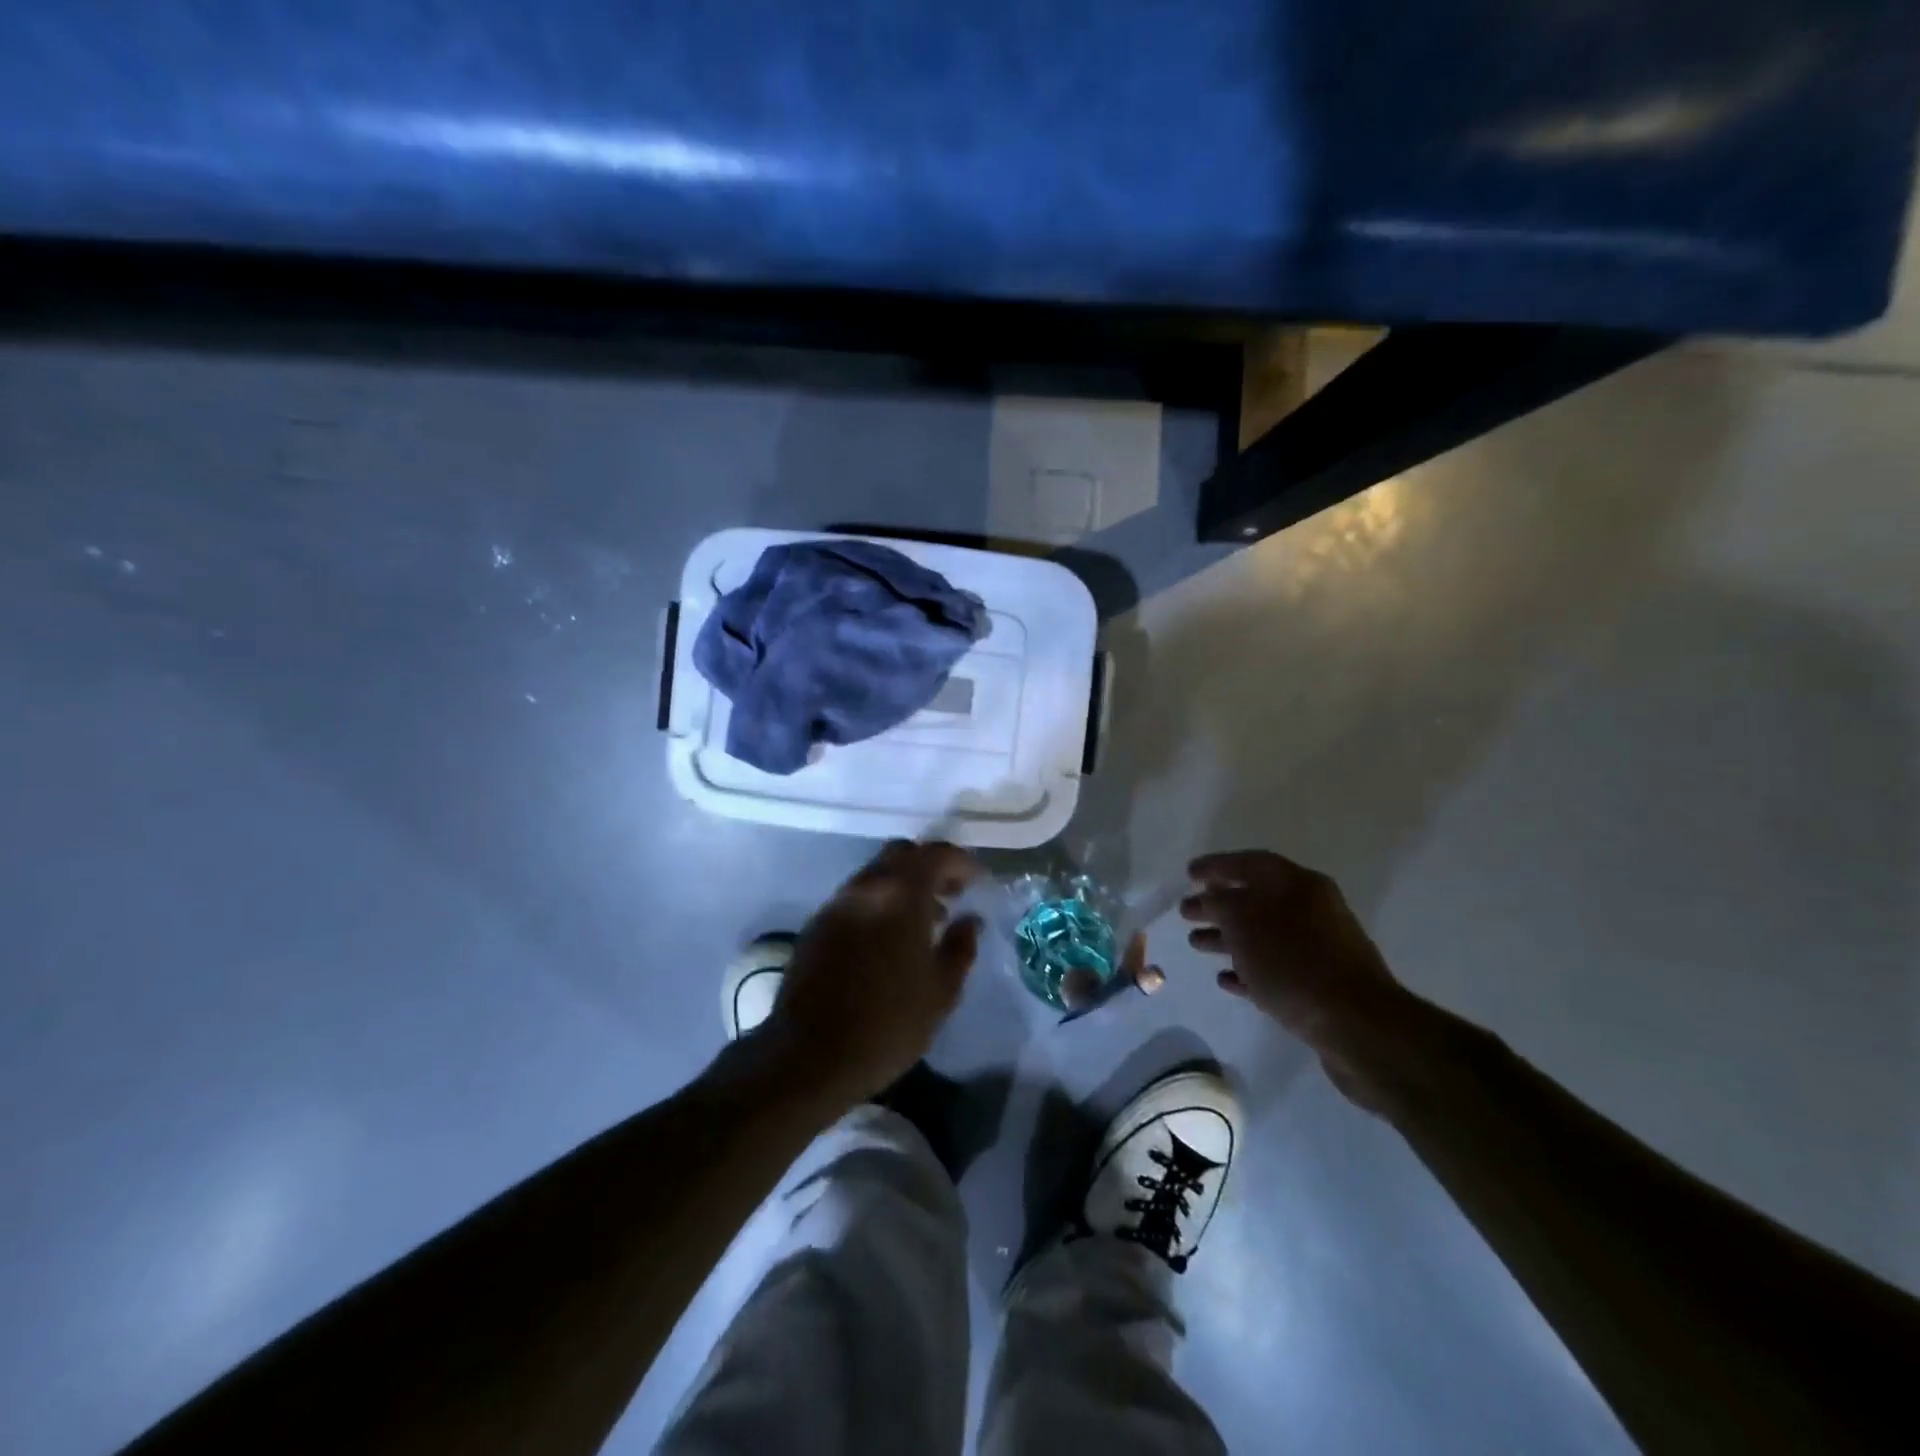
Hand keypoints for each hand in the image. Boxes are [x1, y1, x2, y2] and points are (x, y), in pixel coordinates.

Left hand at [764, 840, 981, 1109]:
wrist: (809, 1056)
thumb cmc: (887, 1024)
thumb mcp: (941, 992)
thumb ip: (961, 947)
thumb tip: (969, 921)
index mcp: (901, 895)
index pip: (936, 854)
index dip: (961, 862)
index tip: (977, 880)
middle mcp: (866, 888)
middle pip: (901, 854)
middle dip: (930, 865)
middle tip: (952, 892)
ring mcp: (836, 904)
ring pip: (875, 874)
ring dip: (903, 885)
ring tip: (925, 921)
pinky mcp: (817, 925)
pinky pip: (856, 898)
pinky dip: (879, 903)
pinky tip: (889, 939)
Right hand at [1181, 850, 1421, 1109]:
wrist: (1357, 1026)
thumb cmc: (1294, 963)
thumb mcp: (1244, 924)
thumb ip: (1220, 904)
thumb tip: (1211, 896)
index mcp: (1299, 884)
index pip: (1250, 863)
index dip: (1217, 865)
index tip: (1189, 874)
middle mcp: (1312, 909)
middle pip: (1255, 899)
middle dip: (1218, 905)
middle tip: (1186, 911)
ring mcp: (1319, 948)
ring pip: (1264, 935)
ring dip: (1229, 938)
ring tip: (1196, 944)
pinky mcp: (1321, 984)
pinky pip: (1276, 968)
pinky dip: (1249, 969)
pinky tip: (1226, 979)